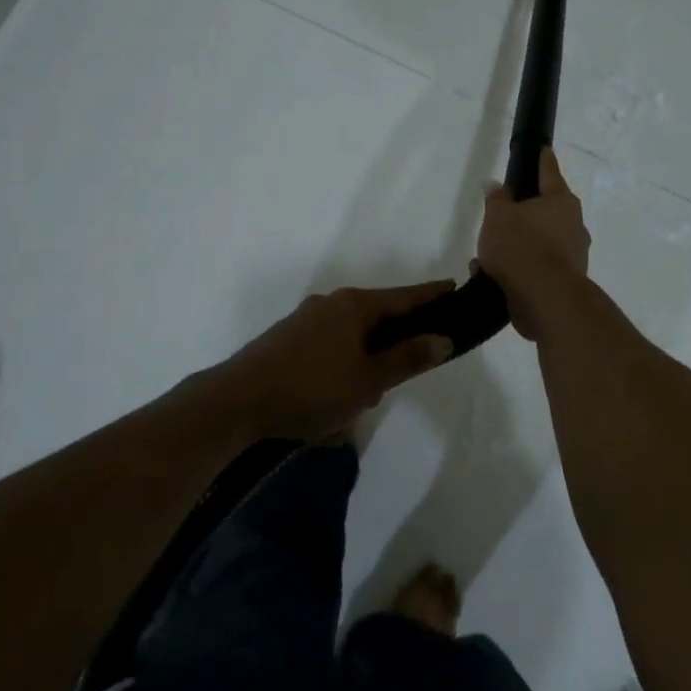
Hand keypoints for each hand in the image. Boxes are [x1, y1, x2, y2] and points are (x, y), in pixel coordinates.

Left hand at [222, 281, 455, 441]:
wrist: (236, 402)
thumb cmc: (312, 389)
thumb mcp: (369, 380)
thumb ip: (408, 358)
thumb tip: (443, 338)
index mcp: (355, 306)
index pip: (405, 296)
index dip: (431, 295)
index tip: (454, 289)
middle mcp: (331, 303)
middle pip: (377, 315)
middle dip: (394, 342)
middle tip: (402, 373)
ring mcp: (305, 319)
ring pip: (351, 335)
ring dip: (365, 360)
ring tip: (361, 399)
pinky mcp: (286, 339)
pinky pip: (328, 347)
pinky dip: (340, 366)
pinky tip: (332, 399)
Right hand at [475, 148, 590, 339]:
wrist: (544, 299)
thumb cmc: (521, 247)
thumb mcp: (498, 217)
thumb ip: (496, 199)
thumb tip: (497, 186)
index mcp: (561, 201)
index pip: (549, 172)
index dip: (543, 160)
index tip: (544, 150)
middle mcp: (573, 225)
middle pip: (546, 211)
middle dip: (523, 213)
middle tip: (501, 215)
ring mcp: (573, 255)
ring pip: (539, 242)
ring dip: (516, 246)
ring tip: (486, 256)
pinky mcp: (565, 282)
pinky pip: (536, 266)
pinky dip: (518, 268)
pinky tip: (492, 276)